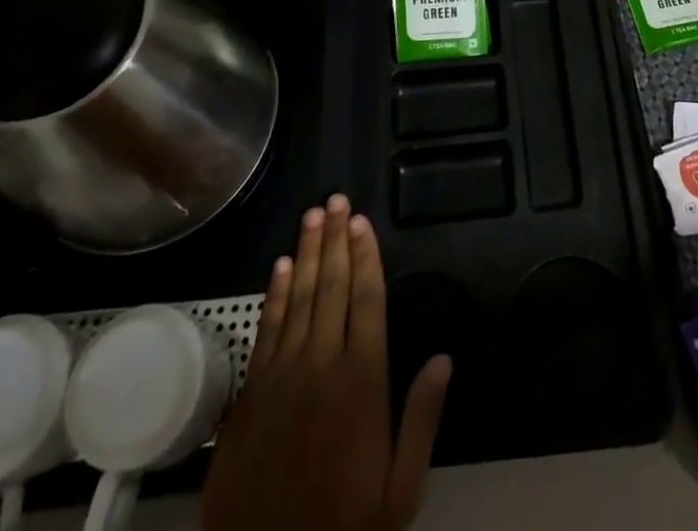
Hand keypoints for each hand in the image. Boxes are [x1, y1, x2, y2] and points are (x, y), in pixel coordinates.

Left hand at [202, 195, 451, 530]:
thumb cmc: (345, 523)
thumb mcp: (400, 489)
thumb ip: (421, 418)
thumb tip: (445, 357)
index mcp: (362, 380)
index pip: (366, 300)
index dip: (365, 256)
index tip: (362, 221)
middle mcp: (322, 363)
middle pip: (332, 286)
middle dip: (335, 239)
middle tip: (336, 199)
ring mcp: (283, 374)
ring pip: (298, 297)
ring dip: (307, 253)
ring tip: (313, 214)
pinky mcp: (252, 391)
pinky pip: (267, 328)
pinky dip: (275, 294)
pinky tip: (281, 265)